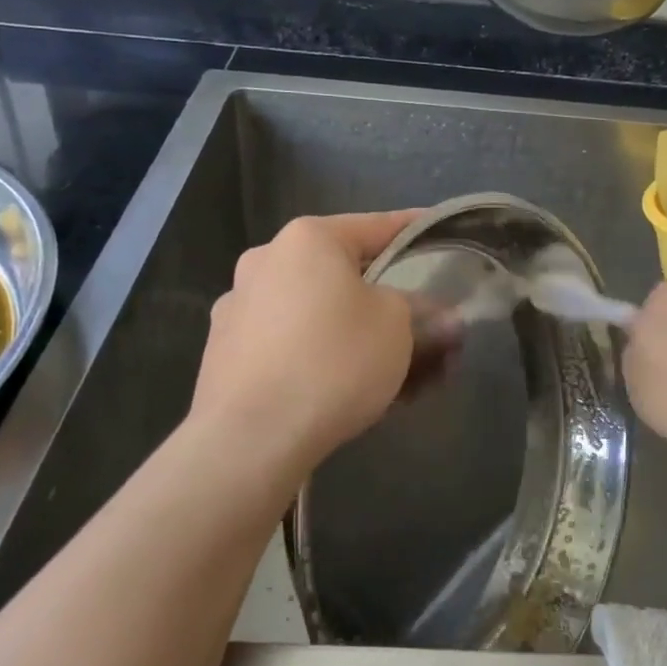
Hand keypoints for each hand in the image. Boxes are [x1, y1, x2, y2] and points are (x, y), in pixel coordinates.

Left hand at [189, 211, 421, 483]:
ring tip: (398, 374)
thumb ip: (422, 312)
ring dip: (359, 335)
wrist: (249, 439)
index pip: (377, 226)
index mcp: (306, 240)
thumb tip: (440, 320)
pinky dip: (324, 357)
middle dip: (390, 302)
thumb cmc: (333, 361)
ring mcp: (239, 309)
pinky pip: (292, 345)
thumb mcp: (399, 327)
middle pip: (345, 275)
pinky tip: (351, 392)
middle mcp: (266, 262)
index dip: (415, 231)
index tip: (439, 233)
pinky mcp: (226, 355)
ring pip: (318, 314)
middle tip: (426, 328)